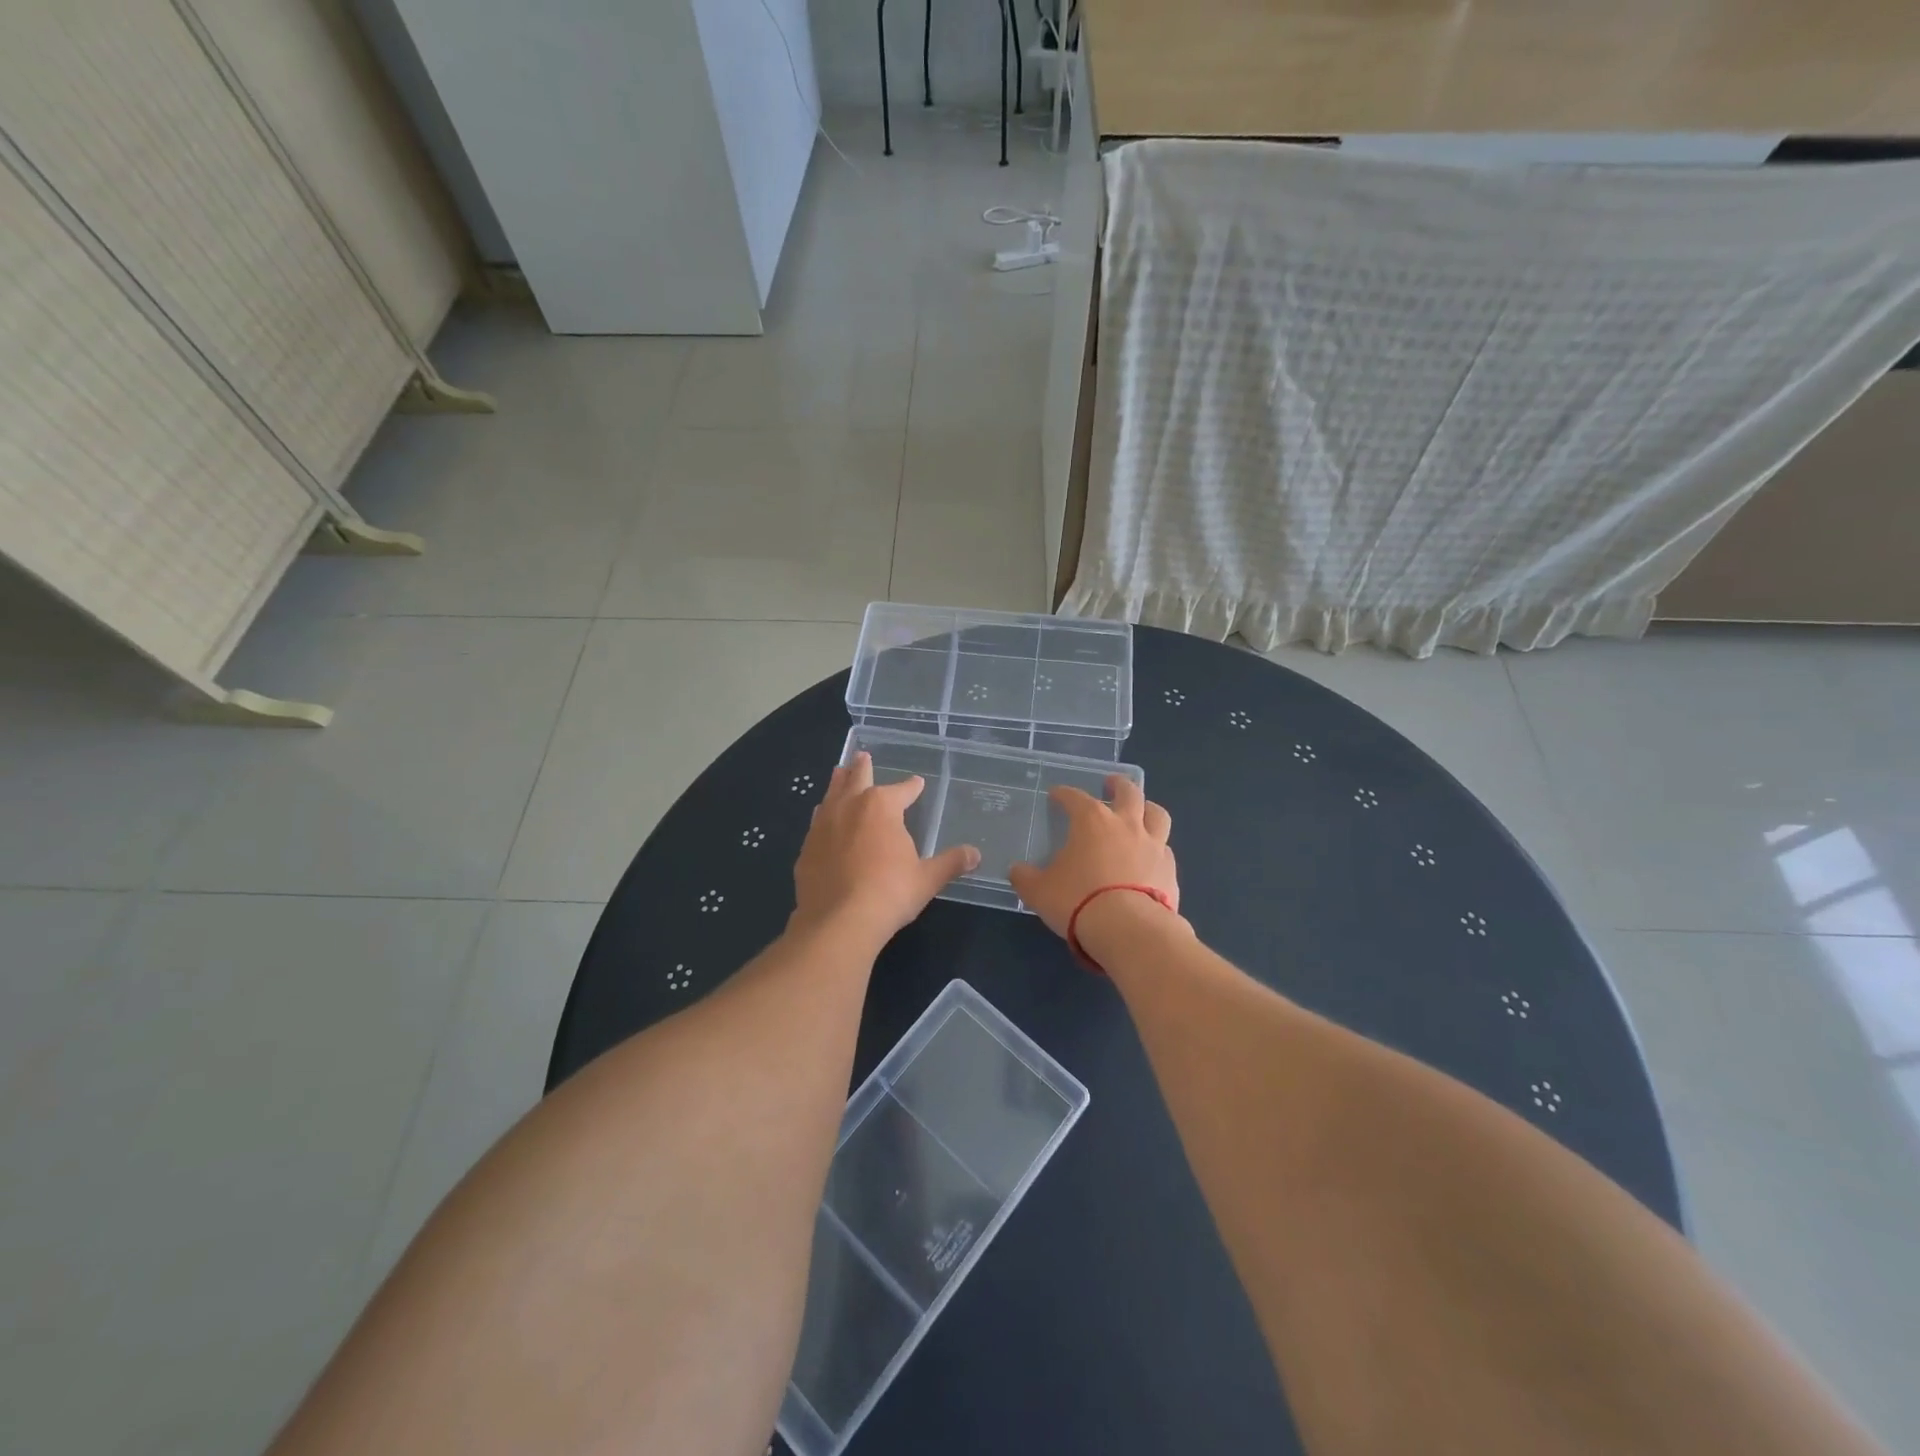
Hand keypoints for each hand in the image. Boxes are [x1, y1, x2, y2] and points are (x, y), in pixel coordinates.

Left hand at [791, 752, 979, 944]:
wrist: (838, 921)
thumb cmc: (890, 893)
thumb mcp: (927, 879)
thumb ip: (950, 863)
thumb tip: (975, 854)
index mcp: (881, 806)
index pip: (902, 789)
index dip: (912, 786)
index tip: (917, 783)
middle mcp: (849, 806)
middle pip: (856, 778)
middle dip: (862, 766)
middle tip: (862, 755)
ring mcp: (823, 825)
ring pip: (831, 795)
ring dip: (838, 784)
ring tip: (839, 775)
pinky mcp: (806, 848)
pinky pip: (816, 823)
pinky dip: (823, 817)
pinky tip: (823, 821)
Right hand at [1008, 776, 1177, 937]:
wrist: (1128, 929)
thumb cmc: (1077, 900)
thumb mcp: (1039, 891)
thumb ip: (1026, 877)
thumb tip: (1017, 871)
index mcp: (1092, 821)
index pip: (1075, 797)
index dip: (1064, 794)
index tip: (1056, 795)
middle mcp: (1126, 825)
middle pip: (1128, 792)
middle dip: (1118, 785)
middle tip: (1110, 784)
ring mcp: (1153, 846)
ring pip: (1157, 815)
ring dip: (1147, 808)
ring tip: (1141, 811)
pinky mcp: (1170, 870)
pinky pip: (1165, 849)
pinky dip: (1157, 847)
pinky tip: (1150, 857)